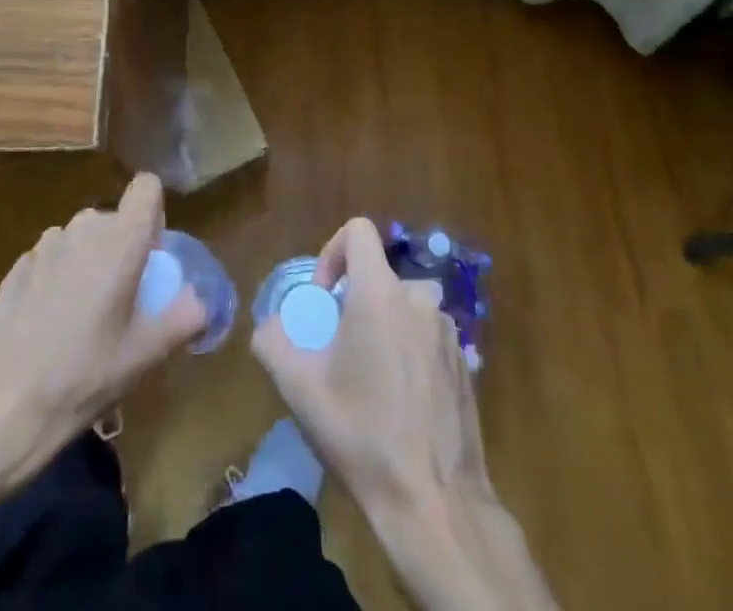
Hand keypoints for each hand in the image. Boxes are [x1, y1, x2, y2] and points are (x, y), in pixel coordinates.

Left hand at [0, 173, 207, 494]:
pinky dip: (60, 279)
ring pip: (83, 240)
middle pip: (115, 219)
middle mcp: (83, 228)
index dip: (154, 214)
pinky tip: (49, 329)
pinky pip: (54, 259)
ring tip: (84, 322)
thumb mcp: (143, 356)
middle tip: (123, 303)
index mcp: (120, 239)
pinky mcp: (17, 267)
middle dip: (123, 249)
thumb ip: (182, 318)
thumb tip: (200, 301)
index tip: (152, 257)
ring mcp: (45, 246)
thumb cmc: (80, 378)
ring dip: (91, 264)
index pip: (147, 187)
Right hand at [251, 217, 490, 517]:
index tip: (324, 297)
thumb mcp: (300, 390)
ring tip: (370, 381)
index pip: (358, 231)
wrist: (434, 501)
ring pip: (404, 307)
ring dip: (384, 328)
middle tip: (340, 351)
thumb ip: (273, 342)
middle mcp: (419, 298)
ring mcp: (448, 330)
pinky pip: (427, 337)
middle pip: (379, 276)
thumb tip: (268, 325)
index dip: (333, 251)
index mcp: (381, 292)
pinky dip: (409, 352)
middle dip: (356, 303)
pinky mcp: (465, 361)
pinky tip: (401, 403)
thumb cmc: (362, 435)